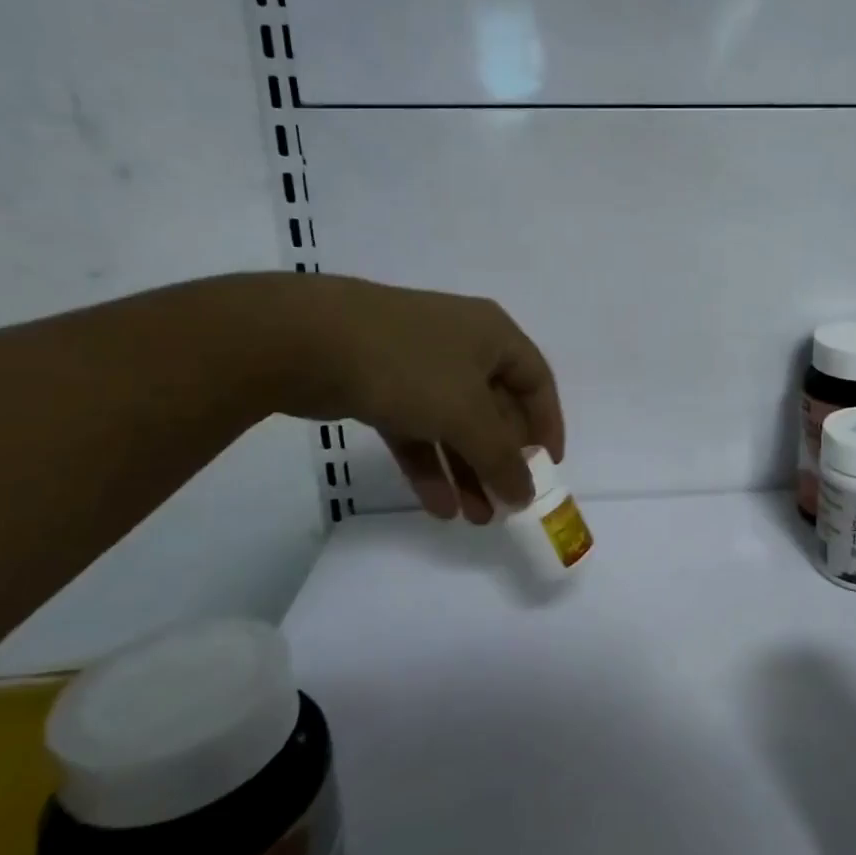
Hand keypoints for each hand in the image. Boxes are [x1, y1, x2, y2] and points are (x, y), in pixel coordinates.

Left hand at [263, 276, 563, 521]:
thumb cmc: (409, 366)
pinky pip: (418, 430)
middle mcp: (463, 346)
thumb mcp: (467, 415)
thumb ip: (502, 458)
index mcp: (494, 336)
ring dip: (467, 471)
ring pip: (455, 425)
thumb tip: (528, 494)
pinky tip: (438, 506)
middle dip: (501, 460)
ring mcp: (420, 365)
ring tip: (476, 518)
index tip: (548, 471)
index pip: (537, 383)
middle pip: (495, 410)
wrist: (307, 341)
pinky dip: (430, 465)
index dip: (547, 427)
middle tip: (507, 504)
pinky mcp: (382, 386)